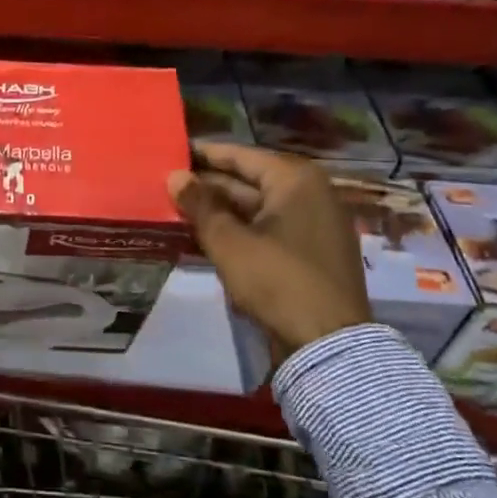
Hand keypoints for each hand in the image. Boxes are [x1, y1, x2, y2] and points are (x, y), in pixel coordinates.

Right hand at [166, 143, 370, 364]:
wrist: (327, 344)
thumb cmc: (277, 279)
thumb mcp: (228, 241)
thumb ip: (200, 204)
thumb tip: (175, 176)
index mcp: (296, 180)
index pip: (241, 156)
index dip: (204, 155)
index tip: (173, 153)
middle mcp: (311, 194)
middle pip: (250, 181)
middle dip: (209, 186)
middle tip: (169, 186)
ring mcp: (315, 224)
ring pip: (257, 208)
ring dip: (221, 210)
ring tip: (179, 210)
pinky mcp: (312, 252)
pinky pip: (269, 229)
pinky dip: (240, 230)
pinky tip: (206, 235)